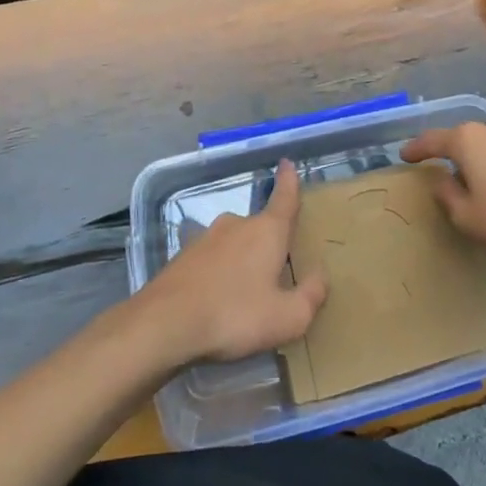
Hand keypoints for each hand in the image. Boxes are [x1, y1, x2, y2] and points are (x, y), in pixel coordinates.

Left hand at [136, 159, 327, 366]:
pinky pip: (211, 259)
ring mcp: (205, 237)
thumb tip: (320, 275)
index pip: (284, 198)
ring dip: (241, 260)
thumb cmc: (235, 315)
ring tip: (244, 295)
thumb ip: (310, 296)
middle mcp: (236, 225)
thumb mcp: (286, 318)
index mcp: (267, 231)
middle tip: (275, 272)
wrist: (165, 323)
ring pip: (234, 244)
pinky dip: (218, 273)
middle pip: (260, 227)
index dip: (288, 181)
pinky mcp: (183, 256)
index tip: (287, 162)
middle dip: (268, 244)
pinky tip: (216, 300)